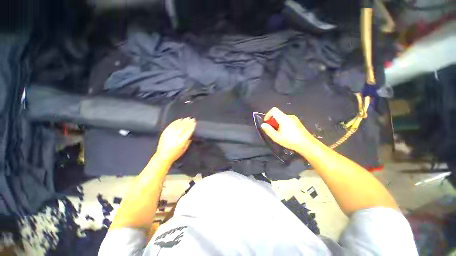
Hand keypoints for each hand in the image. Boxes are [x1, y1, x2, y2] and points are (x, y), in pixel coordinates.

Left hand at [156, 117, 195, 163]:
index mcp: (181, 142)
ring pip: (177, 126)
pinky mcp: (164, 133)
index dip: (191, 126)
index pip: (188, 132)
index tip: (194, 122)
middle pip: (183, 127)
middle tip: (191, 118)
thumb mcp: (184, 149)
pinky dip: (175, 122)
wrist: (162, 156)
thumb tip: (191, 135)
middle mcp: (176, 137)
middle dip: (188, 122)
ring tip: (186, 118)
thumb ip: (188, 141)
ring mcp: (169, 134)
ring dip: (182, 121)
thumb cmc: (175, 154)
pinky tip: (179, 120)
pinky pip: (171, 126)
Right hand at [260, 107, 312, 152]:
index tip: (266, 122)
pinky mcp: (297, 122)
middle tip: (272, 130)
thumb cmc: (291, 141)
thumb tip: (263, 125)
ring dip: (277, 124)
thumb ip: (269, 130)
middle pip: (278, 114)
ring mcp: (294, 119)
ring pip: (282, 118)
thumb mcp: (277, 137)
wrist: (307, 145)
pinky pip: (287, 120)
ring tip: (279, 133)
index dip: (268, 115)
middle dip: (272, 121)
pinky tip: (285, 133)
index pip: (274, 110)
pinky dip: (283, 124)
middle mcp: (289, 116)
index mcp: (284, 118)